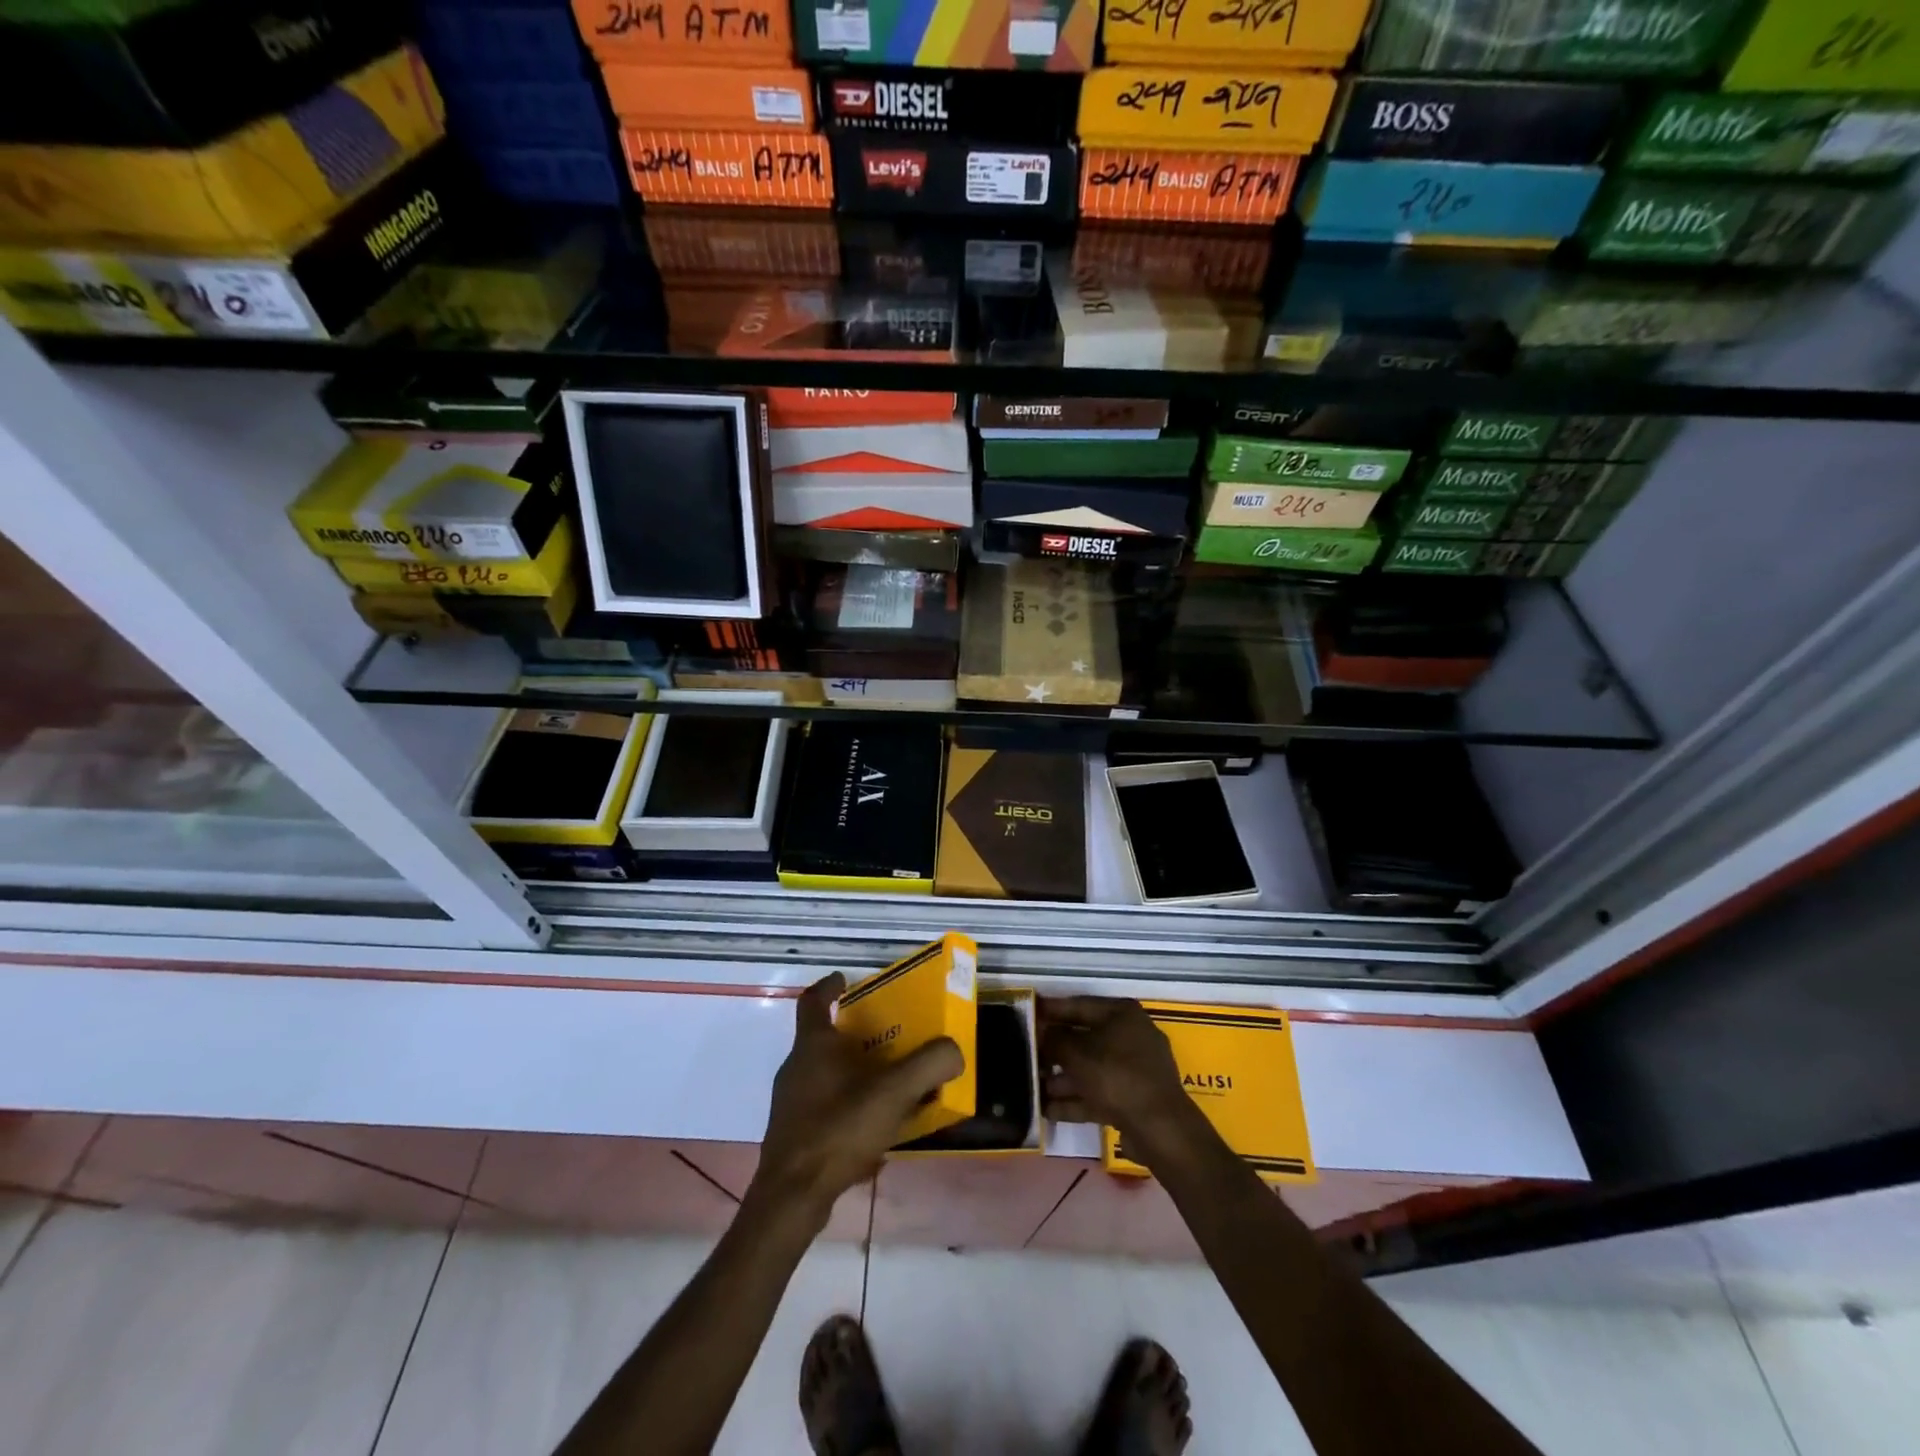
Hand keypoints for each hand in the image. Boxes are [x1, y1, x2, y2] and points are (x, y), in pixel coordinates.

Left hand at [751, 972, 963, 1227]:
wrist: (792, 1197)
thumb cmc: (838, 1129)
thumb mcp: (893, 1093)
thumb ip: (929, 1065)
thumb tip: (954, 1050)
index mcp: (813, 1045)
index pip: (813, 1000)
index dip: (829, 986)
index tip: (844, 980)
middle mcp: (796, 1068)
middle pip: (822, 1040)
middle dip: (853, 1037)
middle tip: (886, 1041)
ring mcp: (790, 1104)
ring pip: (824, 1078)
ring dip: (853, 1078)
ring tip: (887, 1091)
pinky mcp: (792, 1136)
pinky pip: (825, 1112)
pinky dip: (848, 1113)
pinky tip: (873, 1138)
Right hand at [1040, 996, 1199, 1160]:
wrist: (1159, 1129)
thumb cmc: (1116, 1076)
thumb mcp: (1077, 1053)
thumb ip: (1054, 1039)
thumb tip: (1042, 1032)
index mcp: (1122, 1014)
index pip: (1079, 1005)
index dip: (1051, 1010)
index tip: (1028, 1012)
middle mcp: (1130, 1036)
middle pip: (1084, 1038)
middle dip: (1054, 1050)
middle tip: (1025, 1054)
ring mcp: (1134, 1069)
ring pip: (1089, 1069)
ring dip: (1061, 1079)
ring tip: (1030, 1087)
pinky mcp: (1133, 1099)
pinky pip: (1098, 1093)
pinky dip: (1075, 1100)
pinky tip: (1047, 1110)